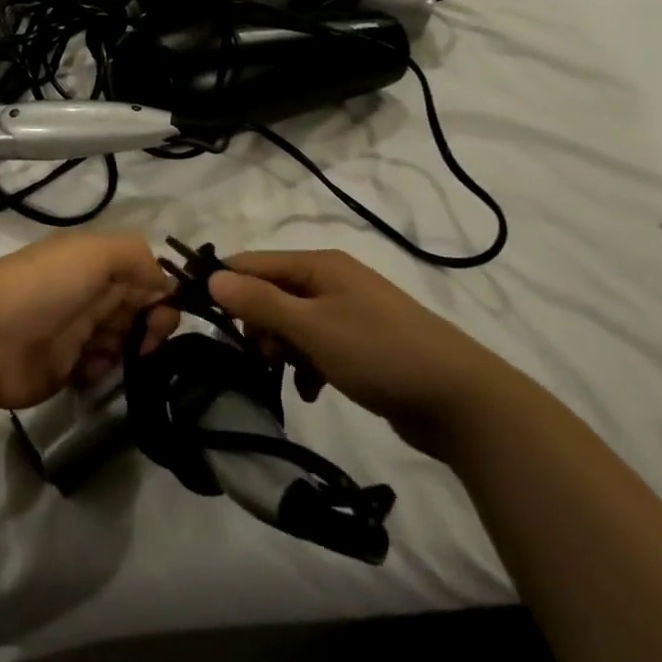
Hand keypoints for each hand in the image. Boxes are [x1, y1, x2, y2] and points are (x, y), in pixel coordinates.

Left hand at [0, 232, 176, 409]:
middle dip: (151, 325)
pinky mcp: (62, 369)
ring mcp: (73, 333)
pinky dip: (101, 372)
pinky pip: (97, 371)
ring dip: (129, 350)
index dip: (159, 294)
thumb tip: (163, 282)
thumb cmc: (43, 287)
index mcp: (91, 263)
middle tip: (149, 341)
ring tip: (115, 356)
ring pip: (120, 342)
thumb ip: (135, 256)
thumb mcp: (93, 253)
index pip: (140, 275)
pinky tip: (89, 371)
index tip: (166, 314)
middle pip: (135, 310)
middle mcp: (86, 294)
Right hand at [208, 249, 515, 457]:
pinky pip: (316, 346)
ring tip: (290, 376)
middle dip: (259, 325)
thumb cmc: (379, 353)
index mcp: (319, 264)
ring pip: (292, 323)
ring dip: (282, 349)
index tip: (201, 320)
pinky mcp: (360, 343)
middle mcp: (331, 280)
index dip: (225, 287)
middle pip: (271, 293)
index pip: (253, 263)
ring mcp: (348, 312)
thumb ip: (260, 302)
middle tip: (265, 357)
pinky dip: (307, 365)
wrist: (460, 399)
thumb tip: (212, 277)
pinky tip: (312, 390)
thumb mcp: (312, 327)